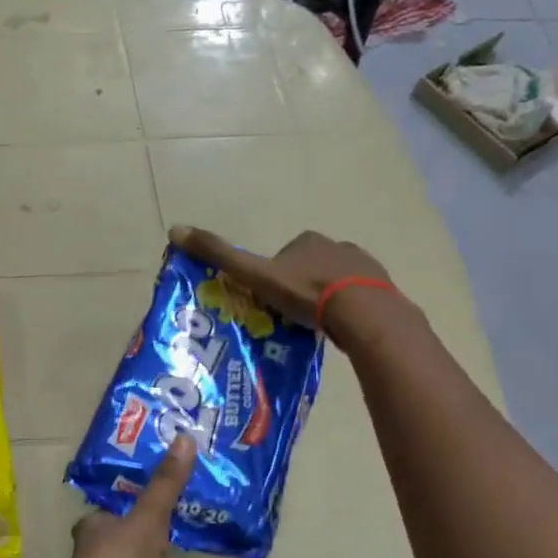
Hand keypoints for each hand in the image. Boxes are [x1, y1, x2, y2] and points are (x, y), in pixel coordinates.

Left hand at [64, 435, 197, 557]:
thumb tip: (187, 437)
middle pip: (138, 530)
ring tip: (199, 518)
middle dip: (156, 516)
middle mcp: (115, 553)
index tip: (160, 471)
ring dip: (171, 544)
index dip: (134, 491)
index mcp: (99, 528)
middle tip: (189, 489)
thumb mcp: (145, 515)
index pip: (115, 505)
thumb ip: (167, 483)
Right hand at [169, 224, 406, 350]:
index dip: (272, 277)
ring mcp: (363, 265)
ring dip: (324, 298)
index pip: (282, 255)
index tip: (268, 300)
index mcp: (306, 240)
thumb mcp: (255, 274)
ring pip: (335, 281)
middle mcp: (336, 245)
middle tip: (290, 316)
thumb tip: (174, 229)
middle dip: (299, 287)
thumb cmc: (305, 293)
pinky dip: (347, 308)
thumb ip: (219, 255)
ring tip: (315, 325)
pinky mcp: (382, 287)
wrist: (363, 314)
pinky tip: (340, 327)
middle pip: (309, 267)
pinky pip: (358, 296)